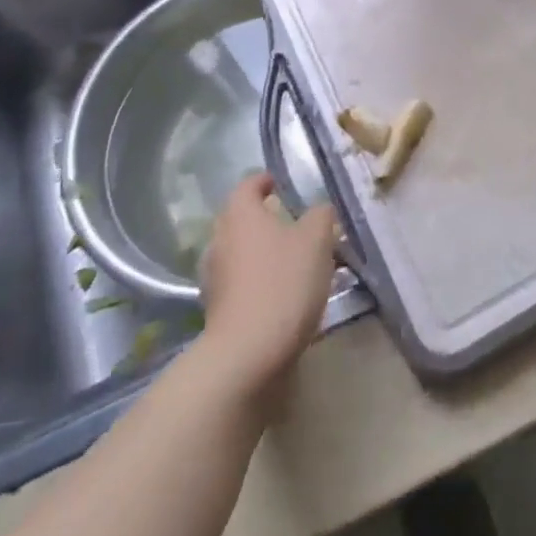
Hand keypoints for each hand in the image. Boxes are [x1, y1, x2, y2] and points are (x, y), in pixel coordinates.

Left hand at [199, 175, 337, 401]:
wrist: (249, 354)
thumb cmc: (284, 282)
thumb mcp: (317, 239)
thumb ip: (321, 215)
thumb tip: (319, 210)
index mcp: (240, 215)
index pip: (248, 185)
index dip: (266, 181)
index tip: (282, 184)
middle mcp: (220, 240)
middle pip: (242, 219)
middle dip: (267, 219)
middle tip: (298, 224)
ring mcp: (214, 277)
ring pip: (243, 252)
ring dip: (265, 252)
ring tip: (297, 261)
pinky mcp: (218, 310)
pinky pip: (242, 282)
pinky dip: (260, 280)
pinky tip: (285, 292)